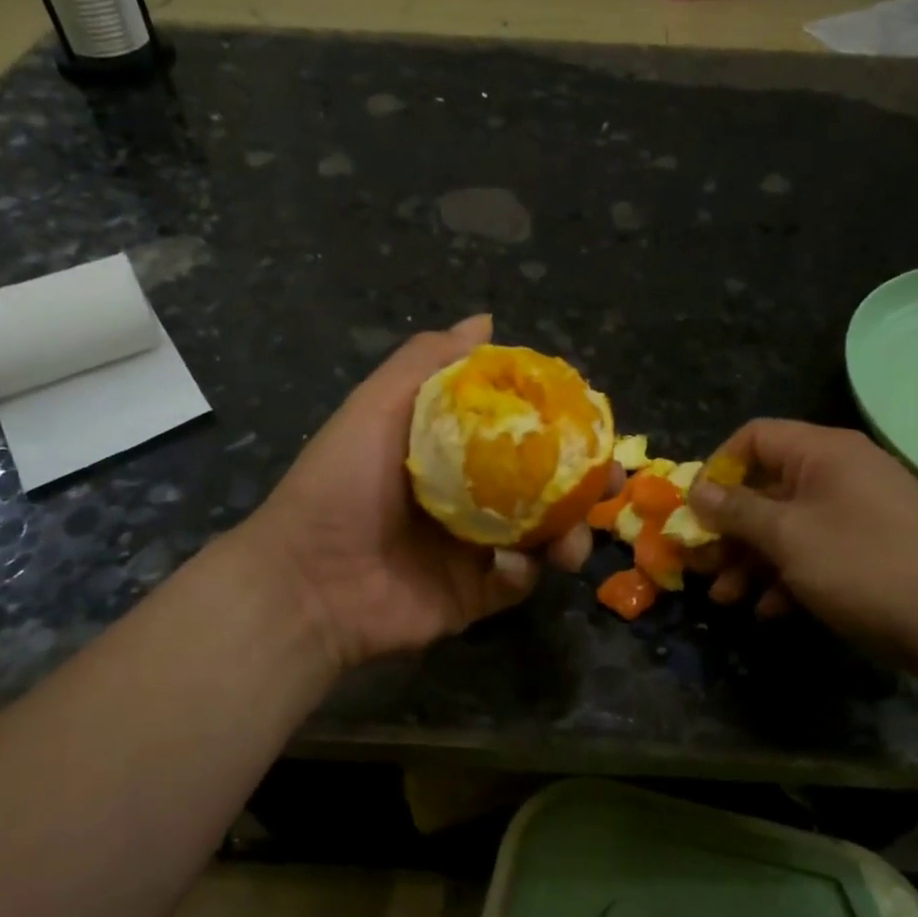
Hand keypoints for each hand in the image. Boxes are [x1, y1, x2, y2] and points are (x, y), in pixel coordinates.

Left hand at [243, 315, 597, 672]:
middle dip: (582, 484)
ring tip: (572, 542)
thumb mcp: (377, 406)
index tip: (590, 421)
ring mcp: (473, 548)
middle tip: (609, 482)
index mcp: (451, 450)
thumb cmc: (343, 484)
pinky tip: (518, 566)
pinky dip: (527, 573)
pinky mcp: (474, 595)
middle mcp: (469, 496)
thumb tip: (487, 320)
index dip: (558, 424)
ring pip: (542, 535)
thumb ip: (428, 361)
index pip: (518, 430)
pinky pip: (518, 581)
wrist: (309, 582)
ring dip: (569, 534)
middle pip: (542, 484)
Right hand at [687, 419, 917, 669]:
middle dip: (730, 529)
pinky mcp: (874, 549)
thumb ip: (737, 511)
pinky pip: (818, 551)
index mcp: (823, 452)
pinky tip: (770, 612)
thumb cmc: (864, 567)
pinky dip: (789, 576)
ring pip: (789, 525)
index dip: (718, 468)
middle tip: (703, 564)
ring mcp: (860, 512)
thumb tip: (697, 490)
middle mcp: (842, 472)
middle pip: (767, 487)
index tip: (696, 510)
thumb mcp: (788, 537)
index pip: (755, 437)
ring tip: (728, 599)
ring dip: (752, 560)